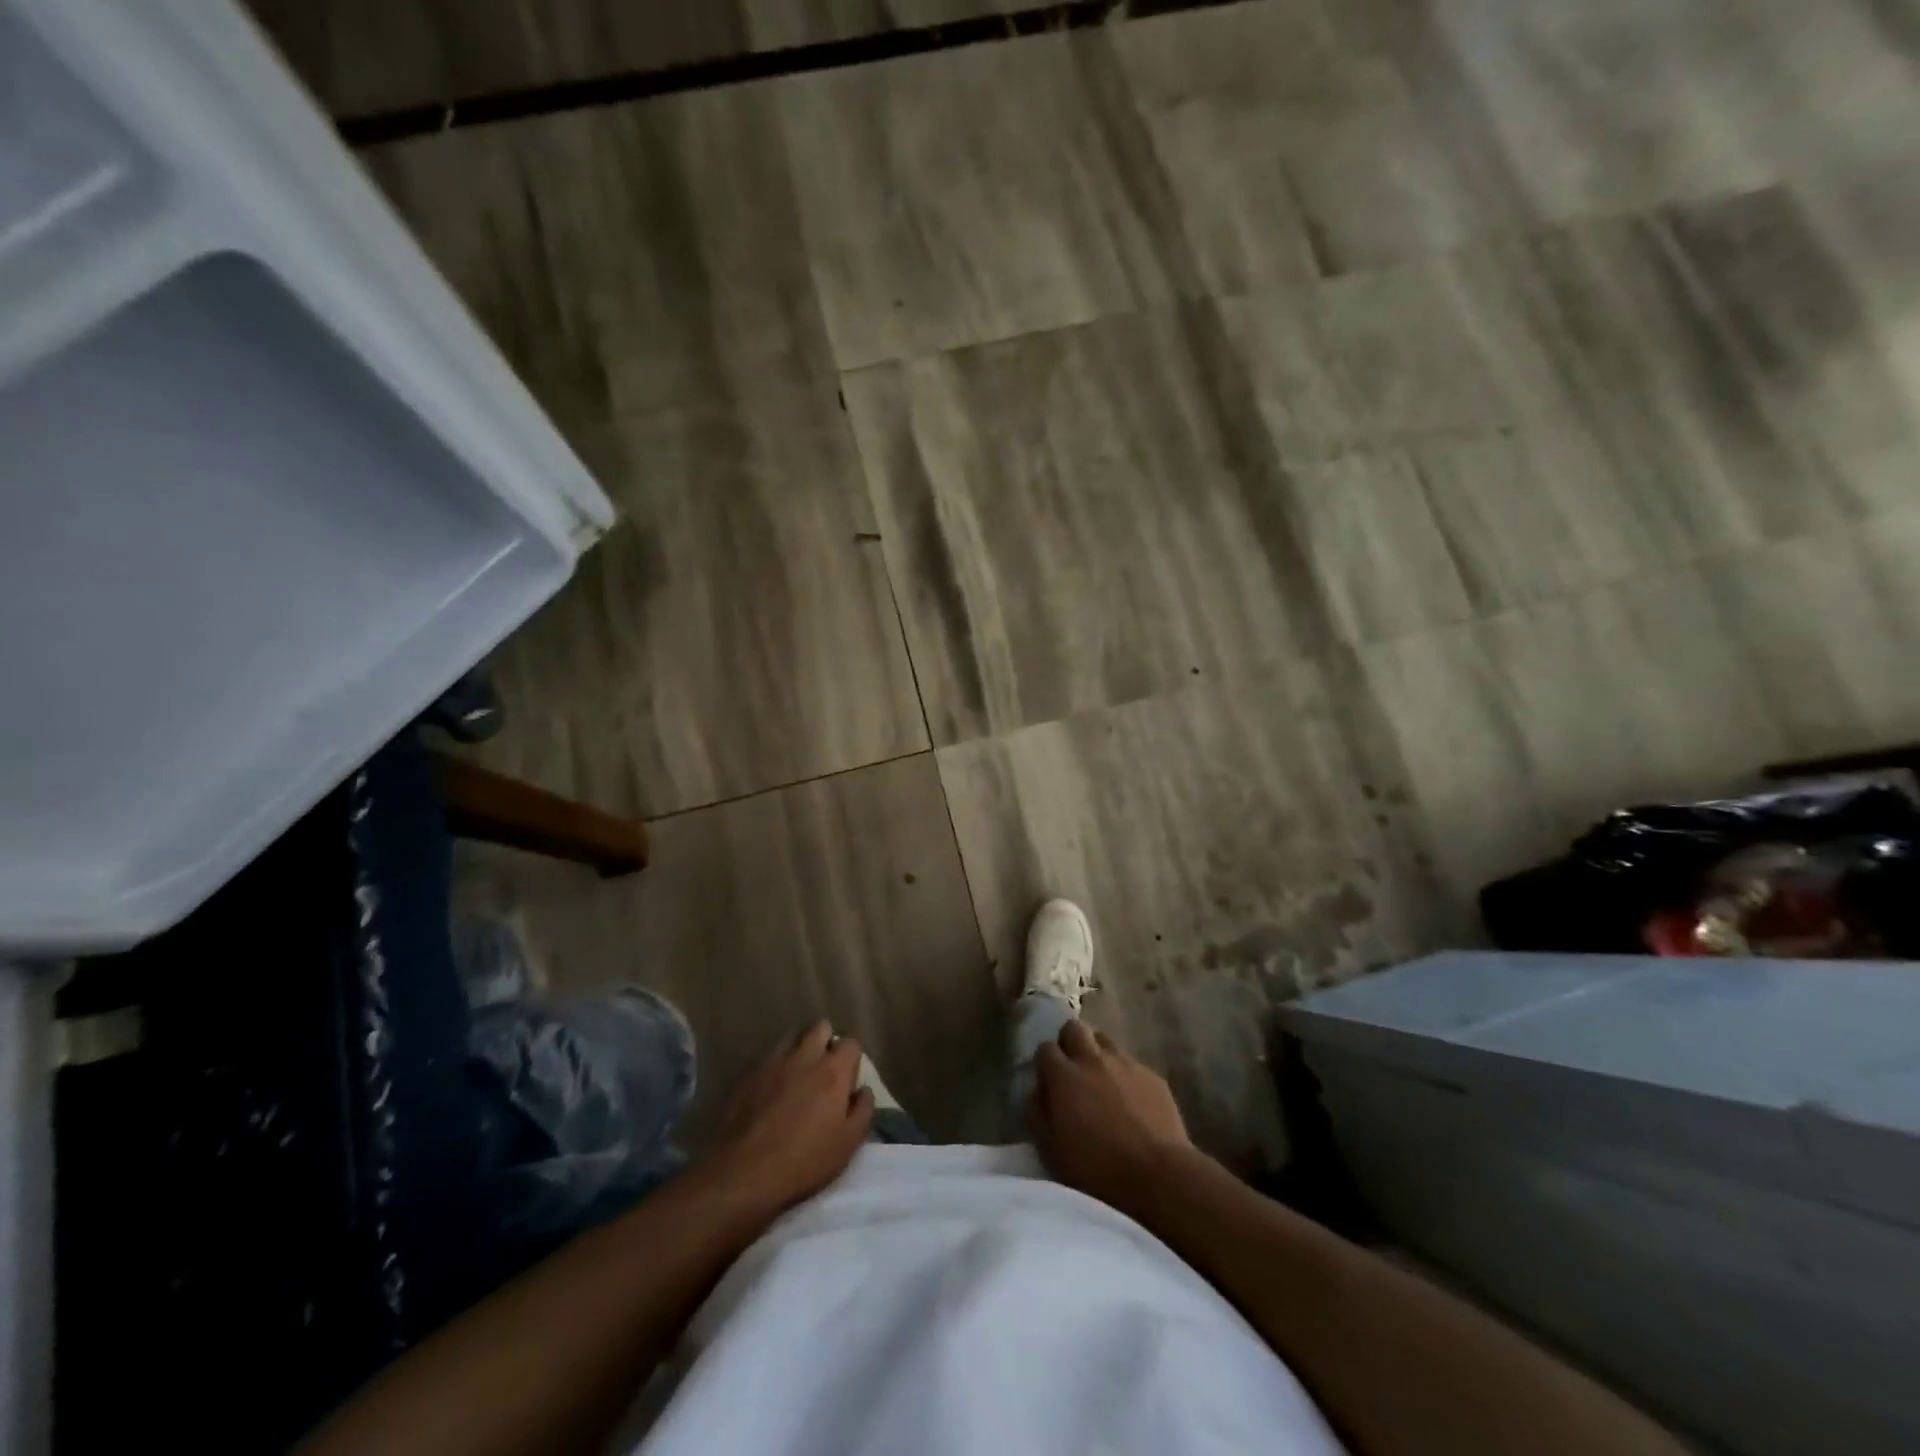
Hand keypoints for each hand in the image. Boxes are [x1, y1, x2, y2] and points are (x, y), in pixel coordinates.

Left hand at [694, 1021, 872, 1221]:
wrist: (743, 1173)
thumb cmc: (803, 1162)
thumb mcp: (847, 1145)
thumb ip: (863, 1111)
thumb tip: (863, 1091)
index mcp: (832, 1071)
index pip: (851, 1043)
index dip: (852, 1059)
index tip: (847, 1081)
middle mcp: (804, 1057)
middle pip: (820, 1027)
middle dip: (826, 1042)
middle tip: (823, 1071)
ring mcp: (773, 1062)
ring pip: (792, 1037)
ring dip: (799, 1049)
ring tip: (797, 1077)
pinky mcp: (748, 1074)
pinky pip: (768, 1058)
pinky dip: (775, 1067)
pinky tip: (771, 1091)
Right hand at [1029, 1020, 1200, 1214]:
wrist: (1158, 1175)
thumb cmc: (1097, 1168)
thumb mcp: (1051, 1149)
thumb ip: (1037, 1113)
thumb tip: (1037, 1091)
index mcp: (1065, 1076)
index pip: (1045, 1048)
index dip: (1044, 1063)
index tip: (1048, 1082)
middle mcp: (1093, 1059)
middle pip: (1075, 1028)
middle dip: (1069, 1042)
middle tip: (1072, 1070)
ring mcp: (1126, 1064)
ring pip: (1105, 1040)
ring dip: (1097, 1053)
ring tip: (1101, 1081)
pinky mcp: (1152, 1075)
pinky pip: (1131, 1063)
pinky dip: (1124, 1074)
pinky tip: (1130, 1100)